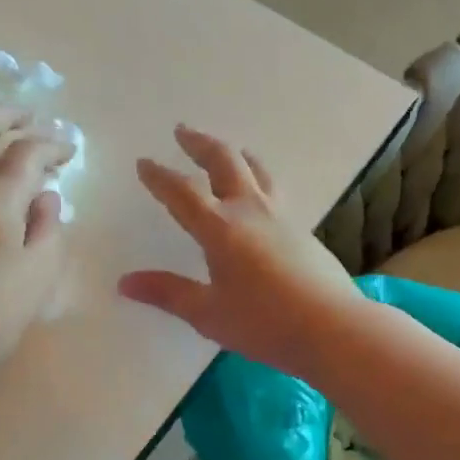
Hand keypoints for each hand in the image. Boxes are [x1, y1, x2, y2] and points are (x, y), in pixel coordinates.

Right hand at [119, 125, 364, 376]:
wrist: (334, 328)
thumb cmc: (264, 323)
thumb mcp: (208, 314)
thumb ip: (167, 293)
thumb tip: (125, 282)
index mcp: (221, 228)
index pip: (182, 192)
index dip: (160, 176)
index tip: (144, 162)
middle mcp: (251, 211)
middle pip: (224, 162)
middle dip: (200, 144)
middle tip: (183, 131)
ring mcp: (282, 217)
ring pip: (256, 170)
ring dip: (235, 154)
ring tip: (226, 150)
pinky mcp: (303, 230)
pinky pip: (274, 189)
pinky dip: (257, 178)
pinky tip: (259, 194)